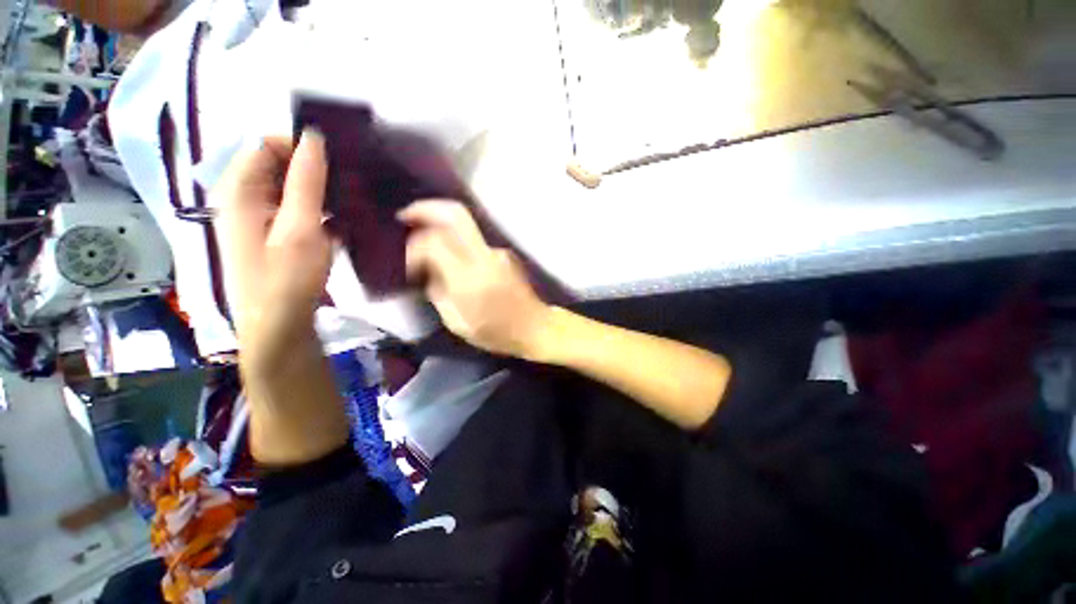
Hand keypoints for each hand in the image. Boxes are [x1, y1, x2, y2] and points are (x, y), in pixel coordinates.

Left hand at [215, 130, 331, 374]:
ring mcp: (260, 218)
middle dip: (314, 168)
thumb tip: (314, 137)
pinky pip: (298, 209)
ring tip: (352, 199)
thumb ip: (306, 181)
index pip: (266, 144)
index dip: (300, 146)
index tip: (339, 160)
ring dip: (321, 190)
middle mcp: (245, 198)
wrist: (279, 327)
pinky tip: (343, 219)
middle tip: (350, 182)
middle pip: (279, 165)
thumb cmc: (287, 279)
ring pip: (292, 188)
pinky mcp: (276, 235)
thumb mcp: (300, 228)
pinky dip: (320, 209)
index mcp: (240, 190)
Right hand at [400, 200, 553, 359]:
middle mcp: (486, 257)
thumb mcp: (458, 323)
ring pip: (466, 225)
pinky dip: (458, 241)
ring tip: (427, 241)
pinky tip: (452, 257)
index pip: (434, 243)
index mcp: (470, 278)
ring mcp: (499, 252)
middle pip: (456, 214)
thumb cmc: (497, 333)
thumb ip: (438, 293)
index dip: (414, 248)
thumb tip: (429, 272)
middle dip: (426, 209)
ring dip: (442, 225)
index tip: (410, 265)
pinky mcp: (505, 254)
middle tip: (406, 215)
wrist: (535, 327)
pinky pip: (475, 241)